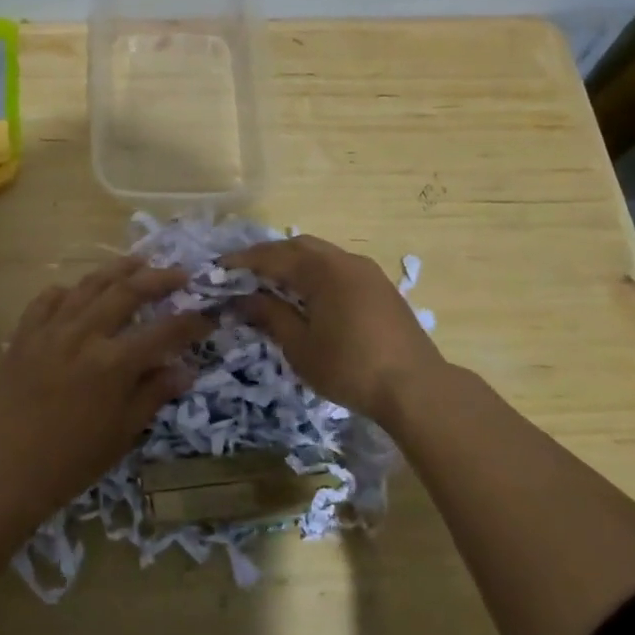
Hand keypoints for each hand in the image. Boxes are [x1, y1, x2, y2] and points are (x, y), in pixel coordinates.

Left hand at [0, 257, 211, 515]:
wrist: (4, 467)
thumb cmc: (71, 460)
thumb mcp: (122, 433)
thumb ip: (153, 394)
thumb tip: (185, 371)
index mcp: (114, 363)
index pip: (164, 331)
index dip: (191, 321)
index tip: (208, 314)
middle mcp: (84, 334)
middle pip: (127, 292)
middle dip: (159, 278)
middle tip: (180, 273)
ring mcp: (51, 329)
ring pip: (89, 285)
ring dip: (118, 270)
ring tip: (138, 262)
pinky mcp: (25, 332)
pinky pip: (49, 299)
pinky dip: (68, 291)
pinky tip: (77, 292)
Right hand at [222, 234, 445, 427]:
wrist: (416, 388)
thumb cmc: (350, 367)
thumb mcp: (300, 346)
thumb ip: (271, 316)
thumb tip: (244, 299)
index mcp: (322, 270)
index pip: (273, 256)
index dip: (243, 261)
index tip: (218, 268)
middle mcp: (345, 261)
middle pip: (298, 247)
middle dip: (268, 256)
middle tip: (244, 273)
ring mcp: (367, 272)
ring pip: (321, 255)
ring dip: (294, 263)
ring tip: (272, 282)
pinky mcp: (381, 288)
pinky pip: (338, 268)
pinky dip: (315, 273)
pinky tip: (307, 294)